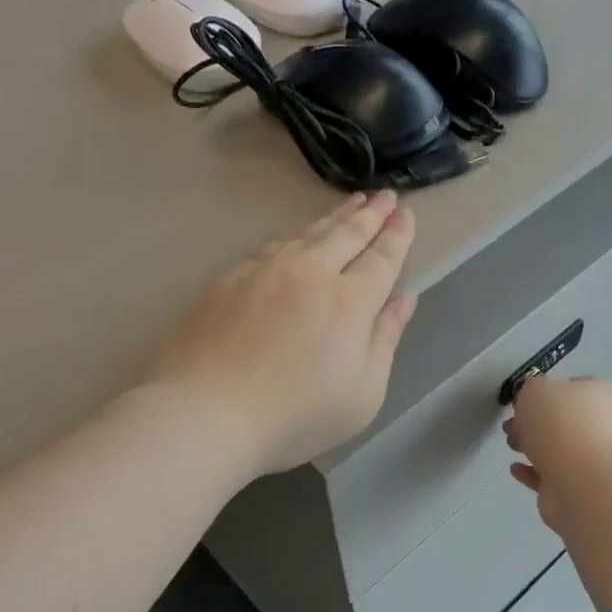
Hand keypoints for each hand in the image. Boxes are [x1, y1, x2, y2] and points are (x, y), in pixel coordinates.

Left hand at [143, 191, 417, 477]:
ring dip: (334, 217)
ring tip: (351, 203)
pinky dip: (294, 235)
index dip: (397, 234)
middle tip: (385, 195)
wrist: (205, 412)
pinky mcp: (229, 279)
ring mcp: (264, 271)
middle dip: (370, 213)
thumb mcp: (362, 394)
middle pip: (346, 234)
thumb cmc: (294, 416)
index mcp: (348, 302)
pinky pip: (272, 245)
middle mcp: (309, 273)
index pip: (381, 258)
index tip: (406, 213)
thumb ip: (385, 340)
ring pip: (307, 233)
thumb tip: (404, 299)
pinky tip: (296, 236)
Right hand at [503, 376, 611, 530]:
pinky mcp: (580, 485)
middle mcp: (605, 424)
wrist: (579, 479)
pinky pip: (552, 473)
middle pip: (563, 419)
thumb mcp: (535, 390)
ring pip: (557, 447)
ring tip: (511, 446)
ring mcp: (594, 458)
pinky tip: (516, 468)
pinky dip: (533, 470)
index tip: (522, 401)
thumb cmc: (559, 424)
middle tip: (510, 426)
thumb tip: (534, 399)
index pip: (573, 386)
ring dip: (532, 446)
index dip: (545, 391)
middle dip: (533, 422)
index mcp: (601, 395)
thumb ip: (531, 389)